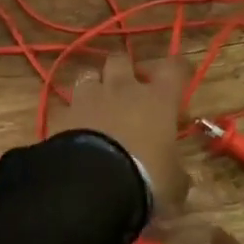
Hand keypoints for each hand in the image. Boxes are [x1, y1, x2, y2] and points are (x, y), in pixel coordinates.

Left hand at [48, 53, 190, 216]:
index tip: (180, 73)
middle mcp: (123, 89)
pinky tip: (76, 128)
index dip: (178, 69)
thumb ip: (177, 174)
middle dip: (126, 69)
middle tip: (131, 88)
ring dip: (95, 87)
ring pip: (89, 75)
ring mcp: (89, 98)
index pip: (174, 68)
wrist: (92, 184)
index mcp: (158, 99)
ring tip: (99, 105)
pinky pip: (68, 105)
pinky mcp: (63, 113)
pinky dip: (74, 113)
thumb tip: (181, 178)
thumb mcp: (173, 183)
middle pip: (122, 59)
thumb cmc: (145, 178)